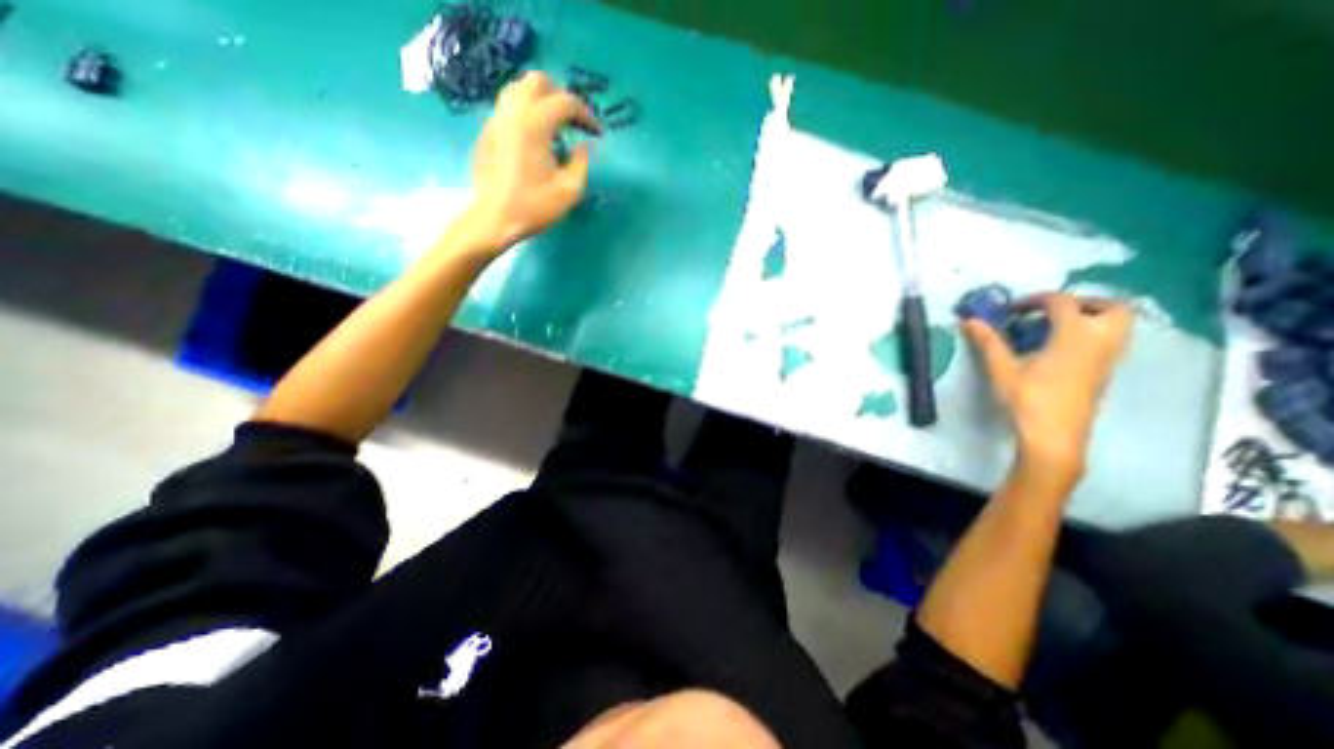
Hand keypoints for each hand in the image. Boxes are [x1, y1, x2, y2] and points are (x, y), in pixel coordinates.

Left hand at [462, 72, 602, 254]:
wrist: (494, 219)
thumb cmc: (534, 206)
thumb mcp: (569, 191)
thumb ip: (581, 163)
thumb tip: (583, 146)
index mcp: (535, 124)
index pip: (566, 102)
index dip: (587, 115)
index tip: (597, 133)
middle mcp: (513, 112)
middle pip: (538, 81)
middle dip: (561, 97)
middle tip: (575, 122)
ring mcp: (496, 119)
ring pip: (519, 90)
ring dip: (542, 100)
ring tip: (556, 126)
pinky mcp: (487, 131)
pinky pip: (509, 108)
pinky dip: (527, 113)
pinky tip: (536, 139)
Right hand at [964, 296, 1127, 488]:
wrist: (1054, 435)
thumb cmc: (1028, 399)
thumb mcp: (1002, 369)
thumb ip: (988, 342)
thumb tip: (968, 320)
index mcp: (1075, 335)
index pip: (1062, 302)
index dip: (1035, 299)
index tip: (1011, 310)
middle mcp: (1100, 341)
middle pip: (1110, 307)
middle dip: (1082, 302)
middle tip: (1051, 311)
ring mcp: (1108, 358)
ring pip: (1117, 325)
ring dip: (1090, 318)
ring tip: (1055, 328)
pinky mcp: (1105, 372)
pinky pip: (1109, 341)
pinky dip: (1090, 334)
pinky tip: (1059, 349)